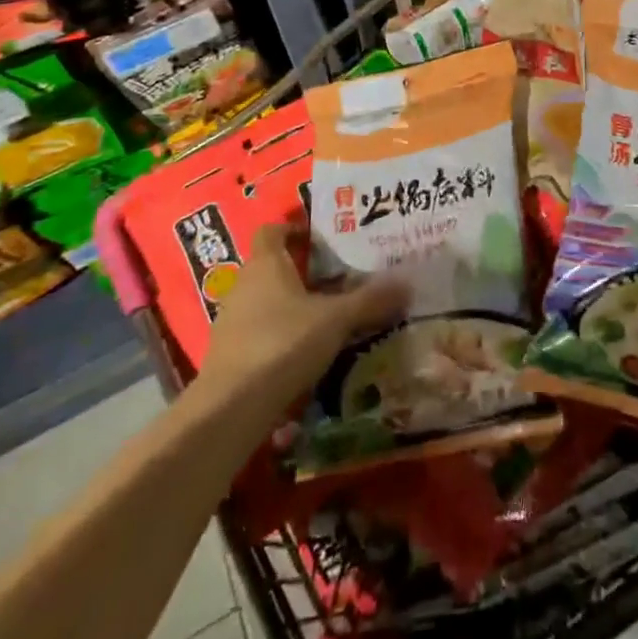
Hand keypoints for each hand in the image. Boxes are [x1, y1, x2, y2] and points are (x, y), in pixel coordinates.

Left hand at [197, 224, 407, 416]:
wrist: (230, 408)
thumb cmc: (283, 343)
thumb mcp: (336, 320)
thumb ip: (371, 300)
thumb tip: (408, 283)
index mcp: (266, 264)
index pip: (272, 231)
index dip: (294, 229)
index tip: (322, 238)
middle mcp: (244, 285)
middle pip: (272, 266)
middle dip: (303, 271)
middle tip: (339, 278)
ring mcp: (232, 321)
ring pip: (266, 301)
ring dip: (292, 305)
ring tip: (328, 316)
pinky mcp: (230, 355)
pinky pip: (260, 331)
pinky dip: (281, 335)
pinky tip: (306, 352)